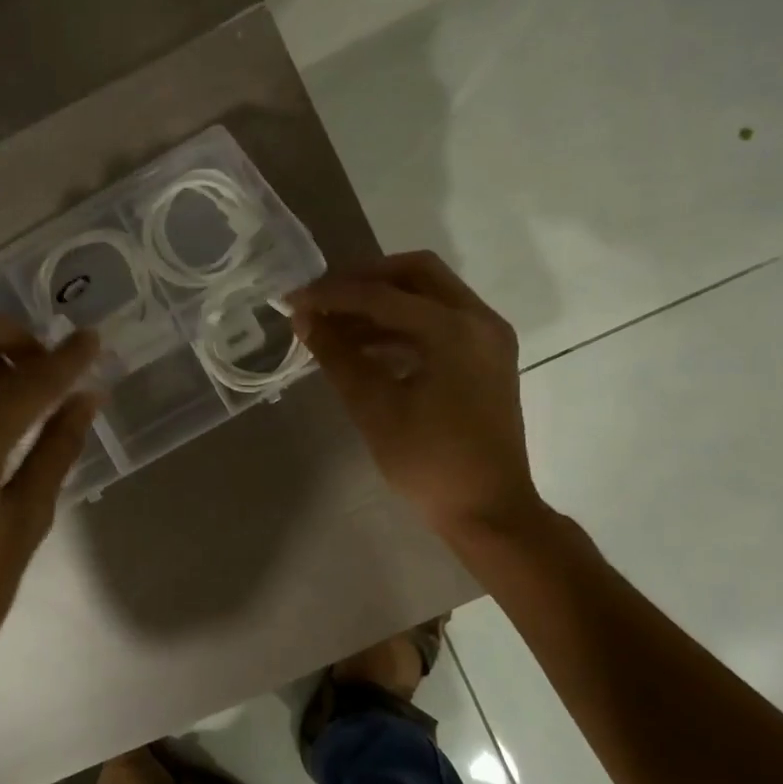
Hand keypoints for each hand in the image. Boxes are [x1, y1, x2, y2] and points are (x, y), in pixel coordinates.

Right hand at [290, 252, 543, 536]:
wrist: (489, 510)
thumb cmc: (429, 462)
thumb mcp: (374, 408)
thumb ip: (337, 355)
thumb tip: (303, 318)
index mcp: (454, 330)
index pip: (382, 294)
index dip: (332, 295)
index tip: (293, 300)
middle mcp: (479, 320)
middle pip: (416, 273)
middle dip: (364, 280)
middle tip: (323, 297)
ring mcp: (488, 337)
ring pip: (429, 296)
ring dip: (381, 303)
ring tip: (334, 326)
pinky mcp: (485, 357)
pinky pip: (439, 322)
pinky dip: (401, 325)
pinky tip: (365, 347)